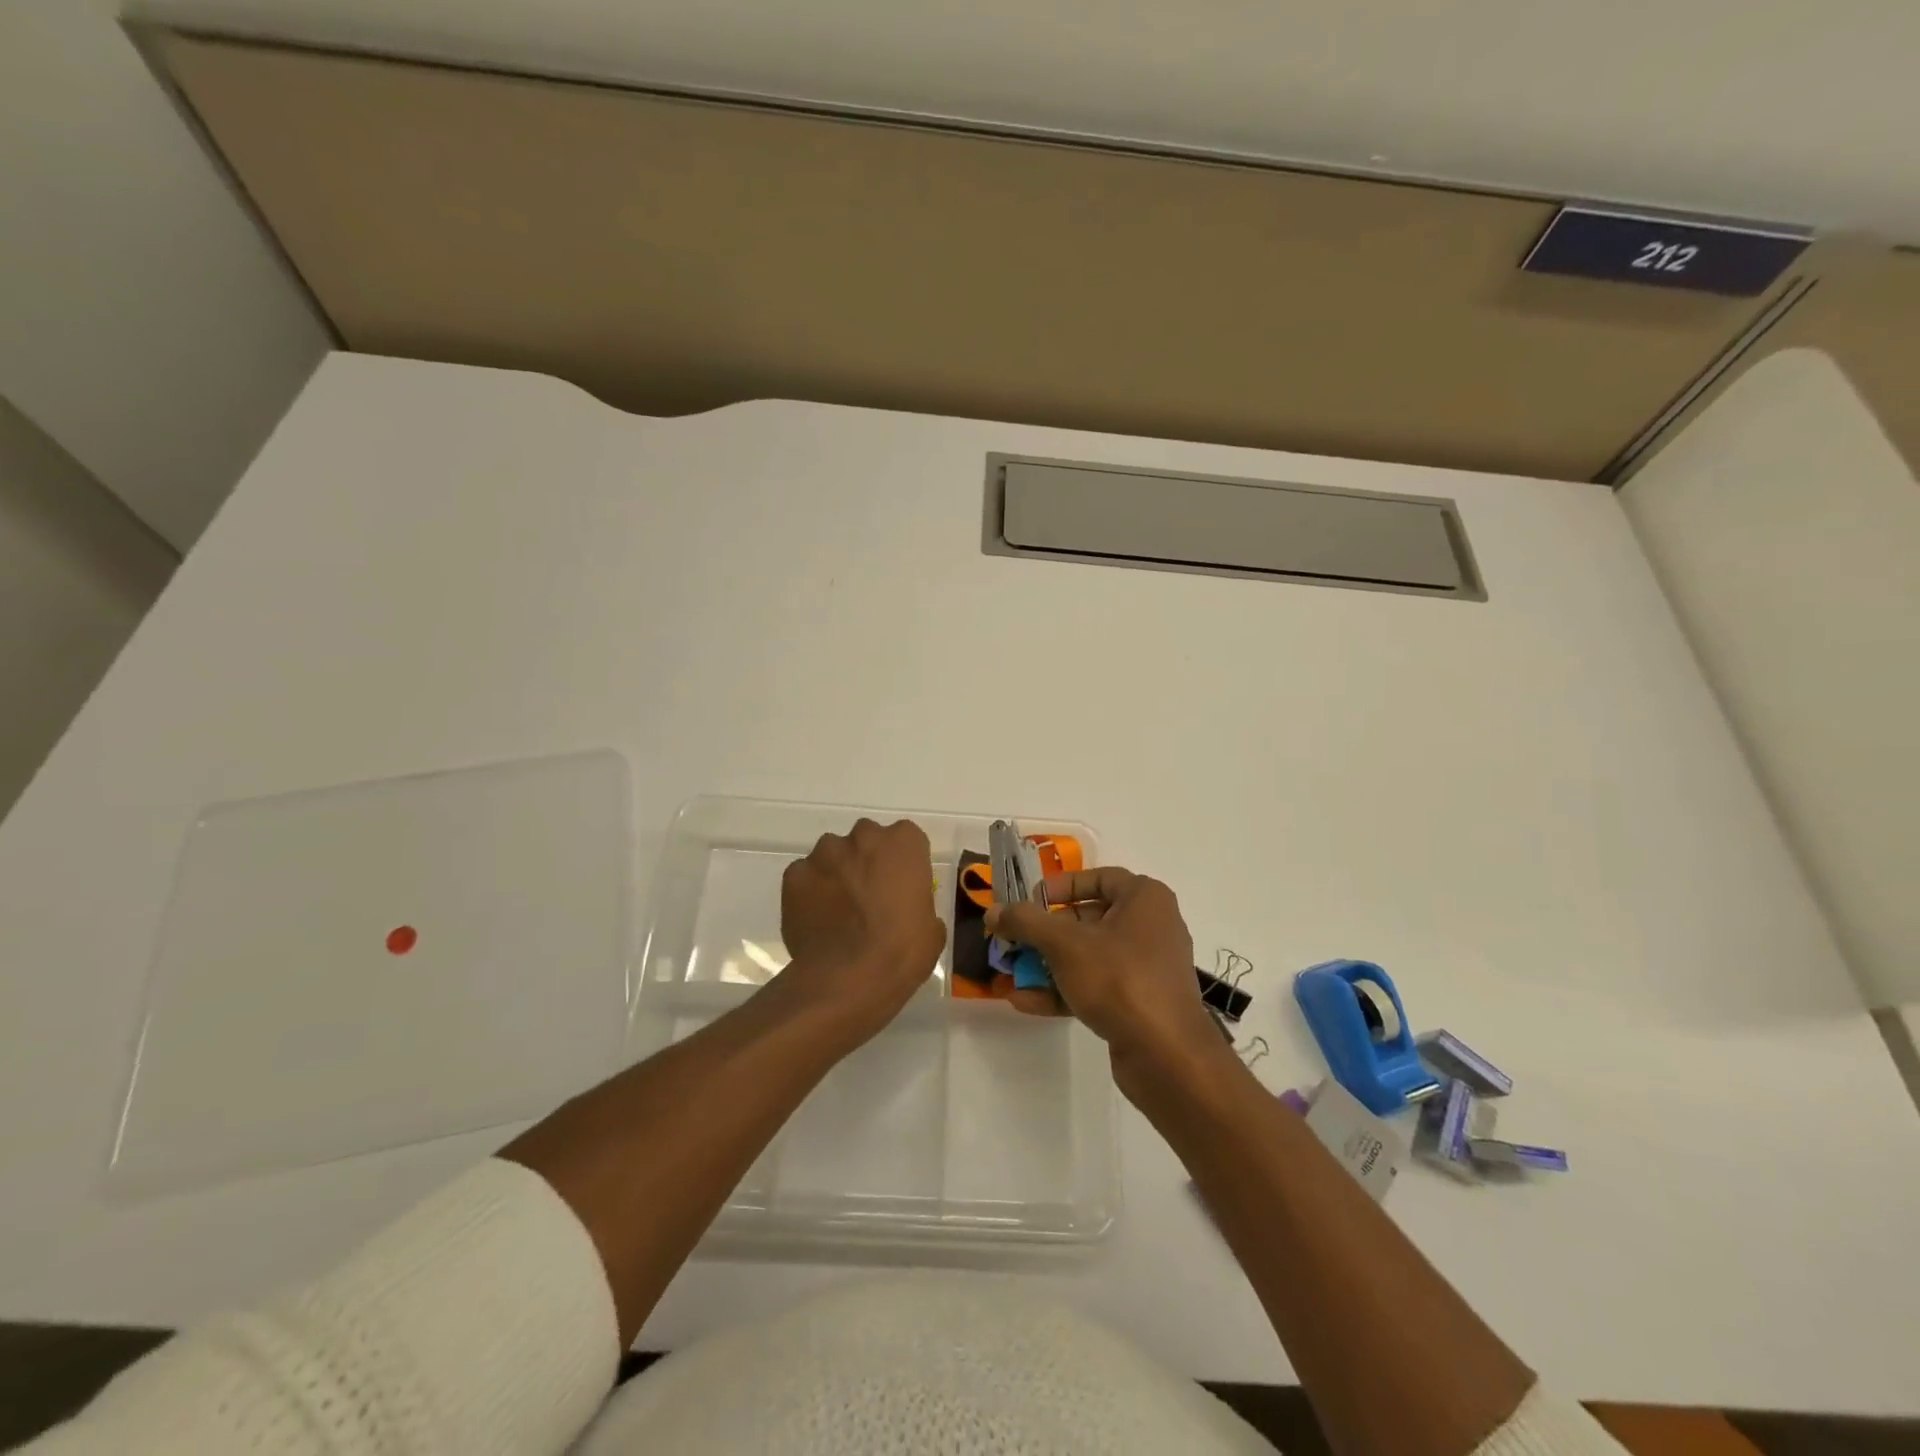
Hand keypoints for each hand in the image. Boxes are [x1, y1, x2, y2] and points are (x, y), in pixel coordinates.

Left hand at [778, 818, 947, 1042]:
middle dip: (867, 861)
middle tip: (869, 896)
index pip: (906, 839)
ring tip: (839, 910)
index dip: (903, 862)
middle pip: (866, 840)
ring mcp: (824, 853)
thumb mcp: (931, 929)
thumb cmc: (901, 952)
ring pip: (832, 855)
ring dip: (837, 873)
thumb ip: (918, 903)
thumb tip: (906, 910)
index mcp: (903, 843)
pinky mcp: (794, 875)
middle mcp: (863, 836)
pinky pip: (805, 876)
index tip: (901, 886)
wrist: (848, 978)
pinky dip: (810, 891)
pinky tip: (816, 918)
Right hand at [987, 867, 1230, 1098]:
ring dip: (1047, 965)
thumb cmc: (1119, 979)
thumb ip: (1026, 922)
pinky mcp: (1138, 1003)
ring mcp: (1145, 968)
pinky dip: (1063, 990)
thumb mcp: (1064, 944)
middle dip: (1045, 932)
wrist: (1167, 1056)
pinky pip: (1096, 986)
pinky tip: (1025, 1002)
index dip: (1060, 887)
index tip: (1029, 901)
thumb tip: (994, 911)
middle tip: (1013, 940)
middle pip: (1088, 919)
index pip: (1098, 878)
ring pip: (1088, 956)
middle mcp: (1150, 927)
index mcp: (1144, 899)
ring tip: (1010, 974)